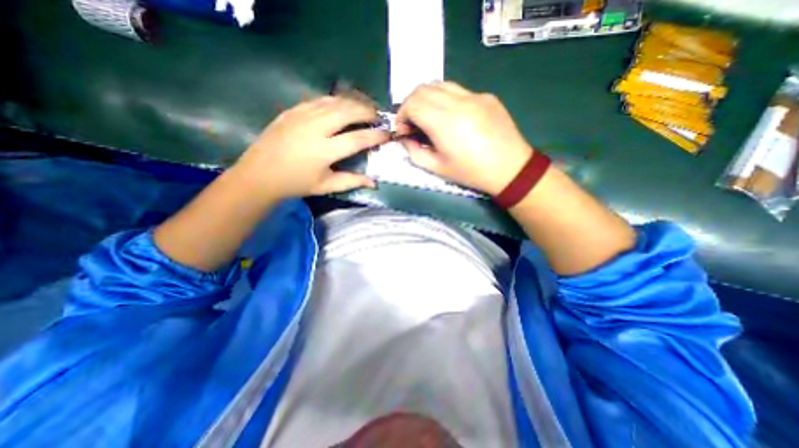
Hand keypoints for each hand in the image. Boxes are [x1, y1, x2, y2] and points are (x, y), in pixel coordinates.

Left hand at [231, 98, 390, 201]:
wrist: (260, 173)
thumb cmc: (296, 183)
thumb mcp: (326, 186)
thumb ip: (352, 181)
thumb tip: (374, 181)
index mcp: (324, 151)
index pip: (358, 139)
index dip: (376, 135)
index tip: (388, 134)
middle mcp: (315, 128)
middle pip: (348, 111)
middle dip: (368, 111)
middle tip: (378, 117)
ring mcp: (302, 115)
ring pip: (335, 101)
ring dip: (354, 102)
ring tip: (365, 108)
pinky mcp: (293, 110)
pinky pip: (320, 99)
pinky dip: (337, 100)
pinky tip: (343, 105)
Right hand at [395, 81, 532, 195]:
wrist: (510, 168)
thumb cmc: (471, 172)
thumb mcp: (437, 168)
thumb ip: (415, 152)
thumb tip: (406, 140)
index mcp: (443, 122)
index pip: (411, 103)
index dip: (401, 115)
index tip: (404, 130)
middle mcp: (457, 101)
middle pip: (422, 89)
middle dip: (411, 104)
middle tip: (413, 124)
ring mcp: (474, 95)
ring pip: (440, 84)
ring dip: (427, 98)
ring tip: (429, 118)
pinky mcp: (486, 96)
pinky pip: (459, 91)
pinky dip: (446, 99)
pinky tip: (453, 117)